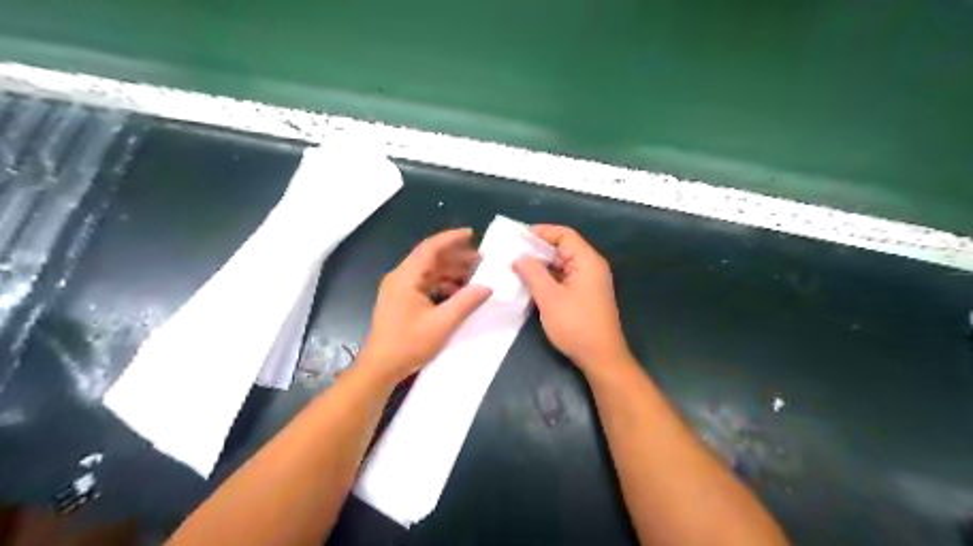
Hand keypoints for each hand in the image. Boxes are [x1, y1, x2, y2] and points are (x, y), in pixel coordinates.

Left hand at [358, 227, 490, 382]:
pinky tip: (458, 292)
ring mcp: (398, 289)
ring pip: (428, 271)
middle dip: (455, 256)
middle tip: (480, 259)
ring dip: (450, 271)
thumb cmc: (409, 344)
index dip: (451, 239)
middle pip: (429, 258)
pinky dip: (442, 284)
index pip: (430, 248)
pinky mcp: (400, 300)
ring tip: (473, 275)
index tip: (472, 233)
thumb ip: (466, 302)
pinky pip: (424, 283)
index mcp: (406, 277)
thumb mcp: (442, 324)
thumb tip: (487, 287)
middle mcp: (400, 277)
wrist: (380, 367)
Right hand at [517, 224, 630, 371]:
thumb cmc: (576, 325)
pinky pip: (564, 279)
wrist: (601, 357)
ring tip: (516, 268)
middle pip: (563, 248)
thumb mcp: (549, 298)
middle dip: (538, 250)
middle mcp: (590, 267)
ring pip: (562, 265)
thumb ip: (533, 273)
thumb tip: (519, 258)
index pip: (564, 235)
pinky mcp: (584, 296)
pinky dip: (548, 279)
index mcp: (587, 261)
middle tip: (512, 253)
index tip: (518, 237)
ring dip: (541, 266)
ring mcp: (588, 282)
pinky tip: (530, 284)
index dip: (542, 232)